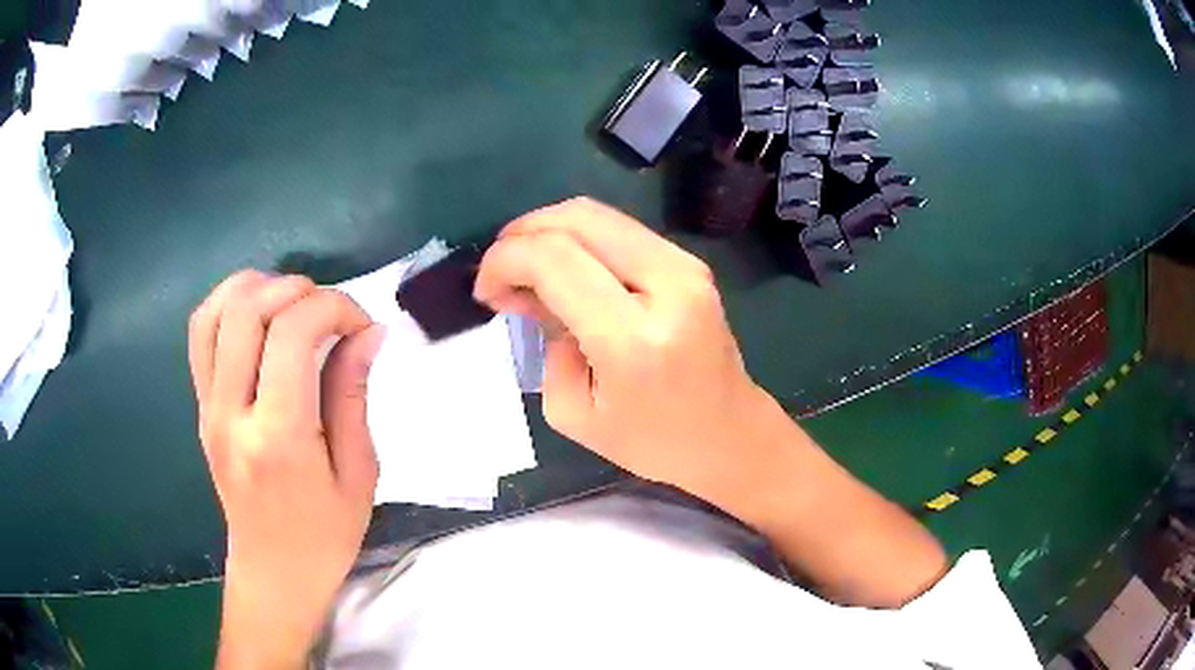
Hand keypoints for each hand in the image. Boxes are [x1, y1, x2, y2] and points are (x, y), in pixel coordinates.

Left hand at [188, 271, 383, 668]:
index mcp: (279, 436)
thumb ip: (353, 395)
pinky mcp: (201, 408)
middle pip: (247, 310)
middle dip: (296, 289)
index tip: (361, 326)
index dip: (333, 308)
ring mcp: (208, 408)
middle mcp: (232, 413)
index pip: (293, 334)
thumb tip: (368, 333)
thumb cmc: (324, 536)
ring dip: (256, 288)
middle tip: (328, 311)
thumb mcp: (358, 474)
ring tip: (291, 303)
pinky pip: (201, 336)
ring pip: (214, 313)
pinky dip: (228, 306)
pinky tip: (258, 316)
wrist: (273, 572)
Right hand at [474, 198, 770, 500]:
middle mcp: (666, 286)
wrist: (731, 437)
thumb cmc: (653, 444)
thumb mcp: (575, 413)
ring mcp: (685, 266)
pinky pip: (620, 229)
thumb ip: (545, 341)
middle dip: (522, 233)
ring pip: (598, 214)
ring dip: (550, 231)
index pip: (554, 260)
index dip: (504, 260)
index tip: (486, 289)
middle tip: (500, 270)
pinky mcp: (690, 263)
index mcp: (633, 339)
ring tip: (527, 269)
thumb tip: (531, 293)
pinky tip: (565, 269)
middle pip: (577, 219)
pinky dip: (579, 238)